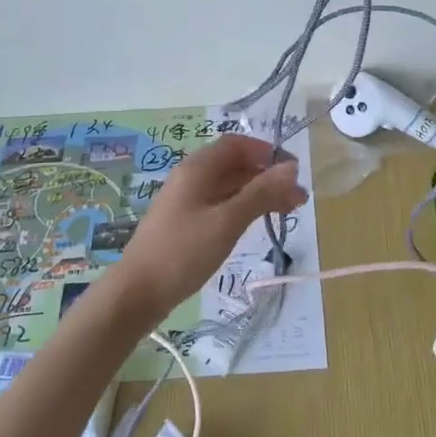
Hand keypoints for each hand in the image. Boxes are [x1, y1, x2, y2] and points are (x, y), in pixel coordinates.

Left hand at [114, 135, 308, 318]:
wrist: (137, 292)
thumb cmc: (183, 252)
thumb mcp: (227, 221)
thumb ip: (260, 193)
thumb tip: (291, 168)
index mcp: (197, 168)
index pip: (237, 144)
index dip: (266, 152)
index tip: (293, 172)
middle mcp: (191, 177)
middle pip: (235, 165)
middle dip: (268, 176)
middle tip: (298, 199)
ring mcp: (187, 200)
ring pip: (229, 186)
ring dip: (258, 193)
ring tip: (287, 212)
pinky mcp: (186, 222)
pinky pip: (220, 203)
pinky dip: (243, 207)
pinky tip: (257, 222)